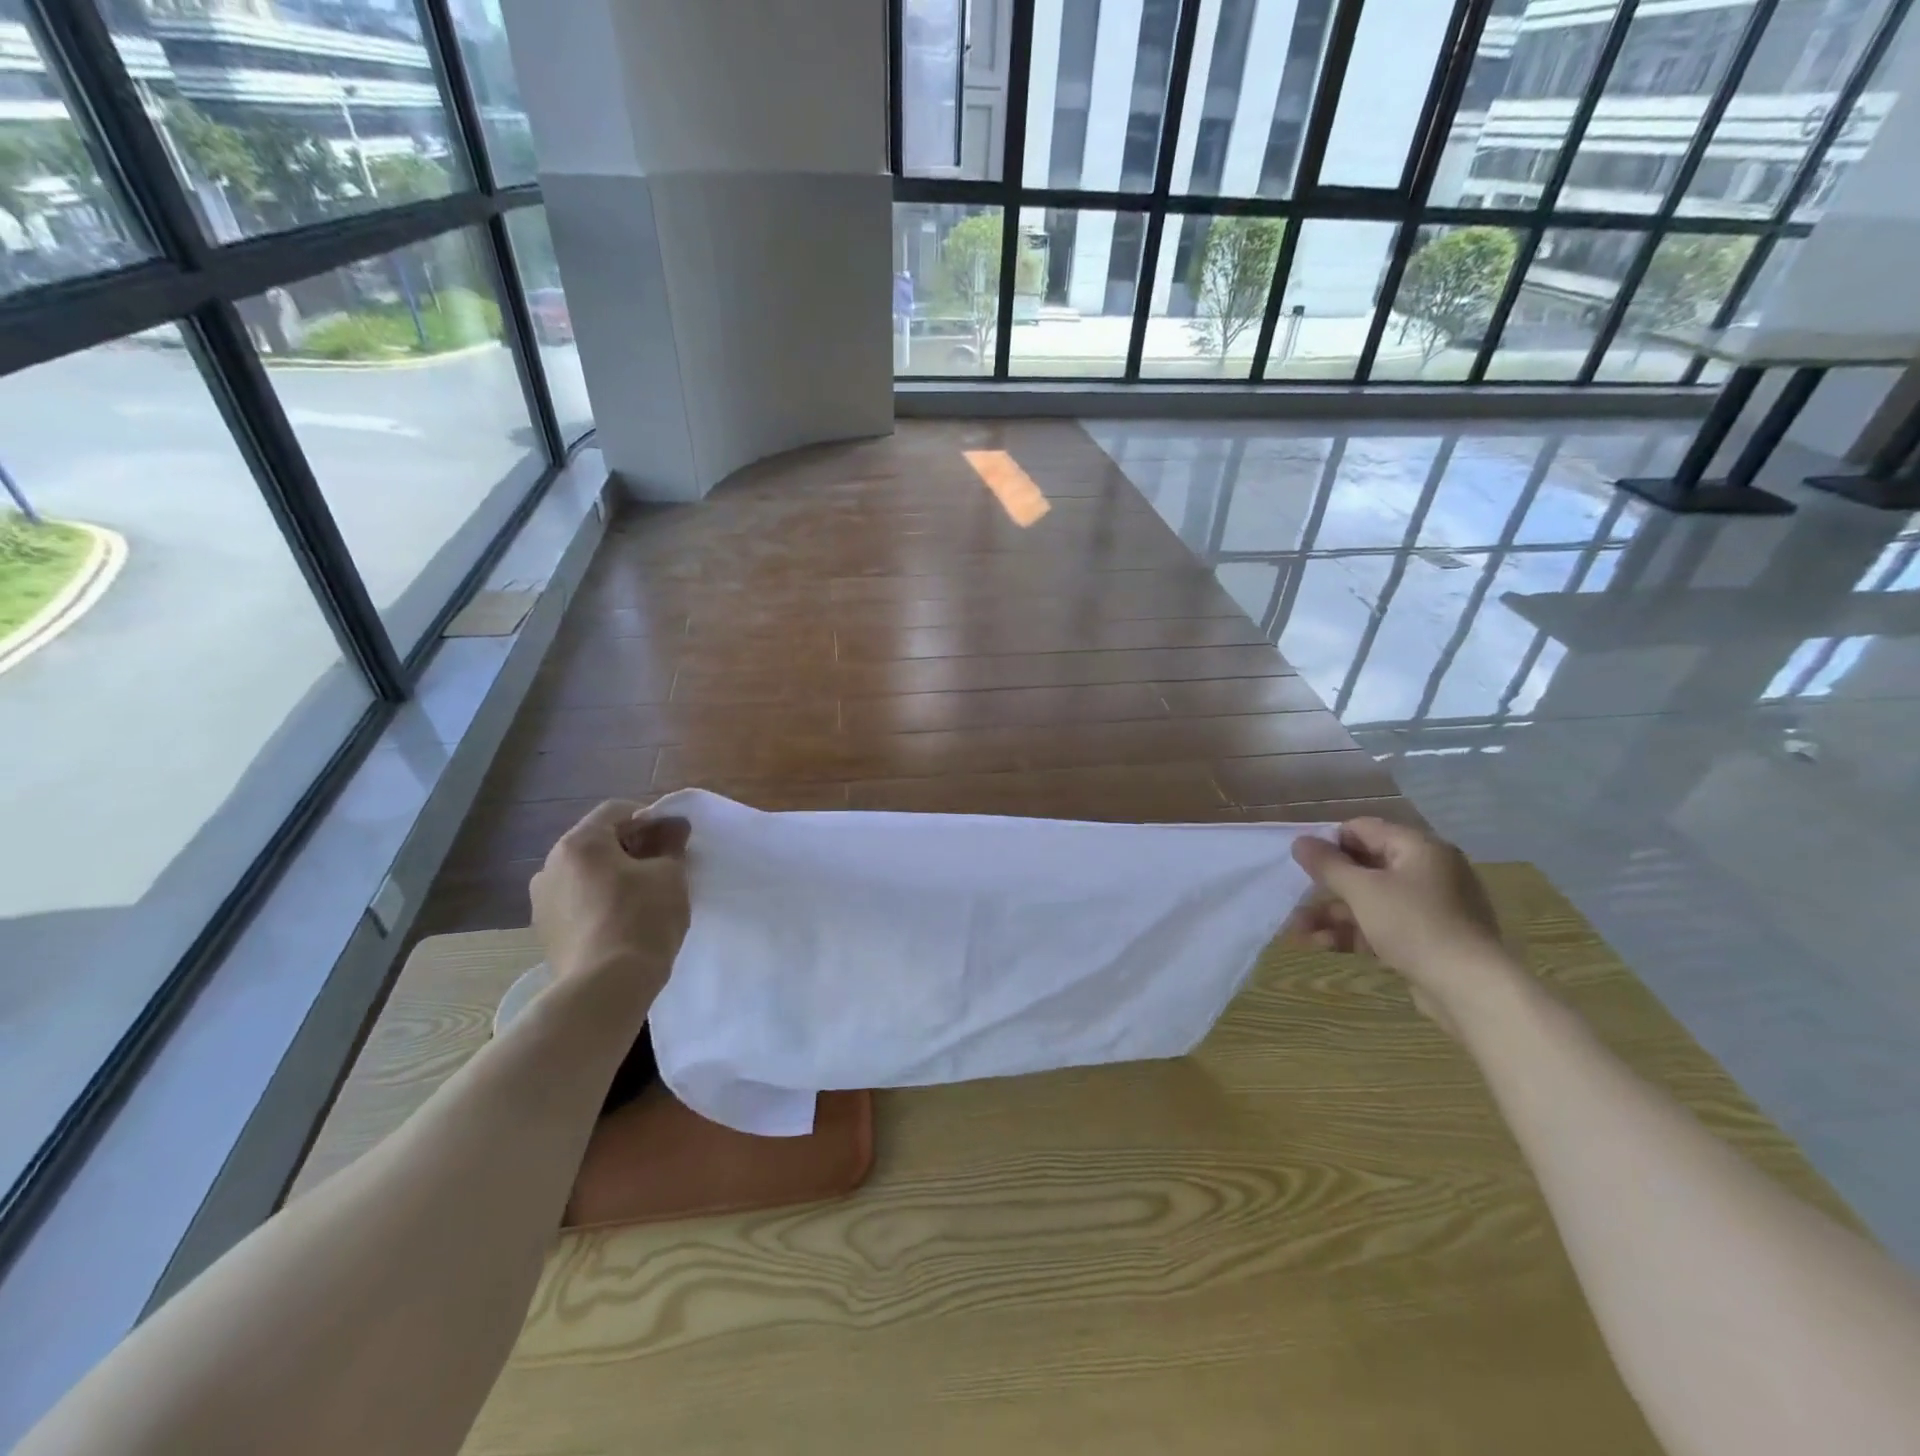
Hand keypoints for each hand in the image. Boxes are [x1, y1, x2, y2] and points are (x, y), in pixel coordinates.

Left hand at [530, 800, 690, 1001]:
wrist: (606, 987)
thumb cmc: (642, 918)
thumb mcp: (670, 874)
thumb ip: (671, 844)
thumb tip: (673, 827)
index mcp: (579, 843)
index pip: (616, 811)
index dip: (650, 818)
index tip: (674, 838)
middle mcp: (551, 865)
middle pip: (597, 842)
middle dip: (632, 847)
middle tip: (665, 865)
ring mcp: (542, 901)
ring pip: (586, 874)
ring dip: (614, 875)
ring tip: (645, 895)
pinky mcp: (545, 932)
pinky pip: (578, 902)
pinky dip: (600, 901)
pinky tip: (624, 920)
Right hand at [1290, 818, 1513, 1031]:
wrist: (1470, 988)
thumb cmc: (1413, 925)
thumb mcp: (1362, 891)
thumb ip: (1328, 865)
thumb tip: (1300, 841)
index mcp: (1418, 848)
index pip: (1363, 829)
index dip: (1329, 843)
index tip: (1302, 864)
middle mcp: (1426, 871)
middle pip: (1364, 867)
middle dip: (1325, 886)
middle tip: (1294, 898)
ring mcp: (1428, 906)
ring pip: (1369, 900)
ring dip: (1332, 914)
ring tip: (1296, 931)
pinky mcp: (1426, 938)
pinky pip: (1382, 924)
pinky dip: (1353, 932)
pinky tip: (1321, 945)